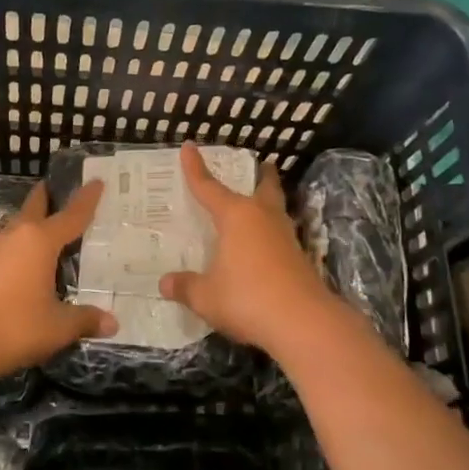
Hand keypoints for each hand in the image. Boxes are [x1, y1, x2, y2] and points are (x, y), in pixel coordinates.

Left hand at [0, 180, 117, 380]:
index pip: (71, 215)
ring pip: (17, 226)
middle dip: (47, 197)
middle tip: (62, 189)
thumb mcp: (58, 326)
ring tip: (49, 228)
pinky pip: (8, 247)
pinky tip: (27, 262)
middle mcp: (16, 237)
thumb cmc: (15, 326)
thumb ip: (85, 320)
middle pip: (34, 207)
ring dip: (31, 222)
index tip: (96, 181)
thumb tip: (112, 323)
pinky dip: (21, 246)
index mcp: (40, 241)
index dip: (86, 199)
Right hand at [159, 143, 336, 353]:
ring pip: (276, 209)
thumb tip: (165, 283)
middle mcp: (262, 218)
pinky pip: (279, 234)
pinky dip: (269, 231)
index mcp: (236, 217)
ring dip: (268, 201)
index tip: (189, 147)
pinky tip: (262, 245)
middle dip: (259, 174)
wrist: (303, 323)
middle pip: (263, 187)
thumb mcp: (205, 296)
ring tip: (258, 202)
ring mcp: (285, 237)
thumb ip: (185, 287)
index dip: (196, 169)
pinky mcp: (298, 258)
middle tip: (258, 164)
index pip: (209, 187)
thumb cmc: (247, 298)